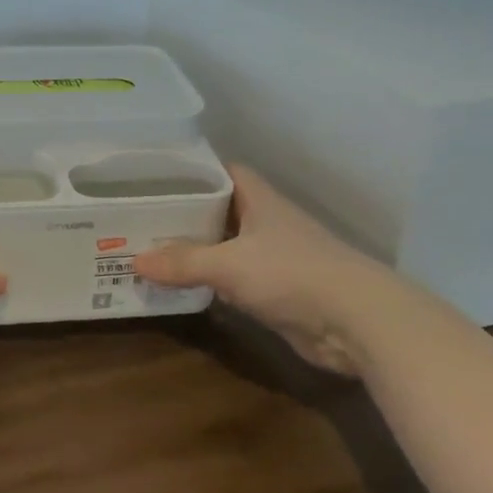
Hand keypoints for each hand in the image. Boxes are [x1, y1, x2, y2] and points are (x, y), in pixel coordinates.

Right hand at [132, 165, 402, 374]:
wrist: (357, 322)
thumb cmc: (291, 273)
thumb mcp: (229, 264)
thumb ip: (183, 262)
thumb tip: (135, 260)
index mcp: (258, 199)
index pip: (221, 171)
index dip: (191, 170)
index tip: (155, 175)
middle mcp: (265, 221)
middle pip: (219, 209)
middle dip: (185, 213)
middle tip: (141, 215)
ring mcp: (273, 256)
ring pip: (226, 245)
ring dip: (196, 249)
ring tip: (151, 249)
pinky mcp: (277, 290)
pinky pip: (234, 278)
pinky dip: (211, 280)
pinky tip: (182, 285)